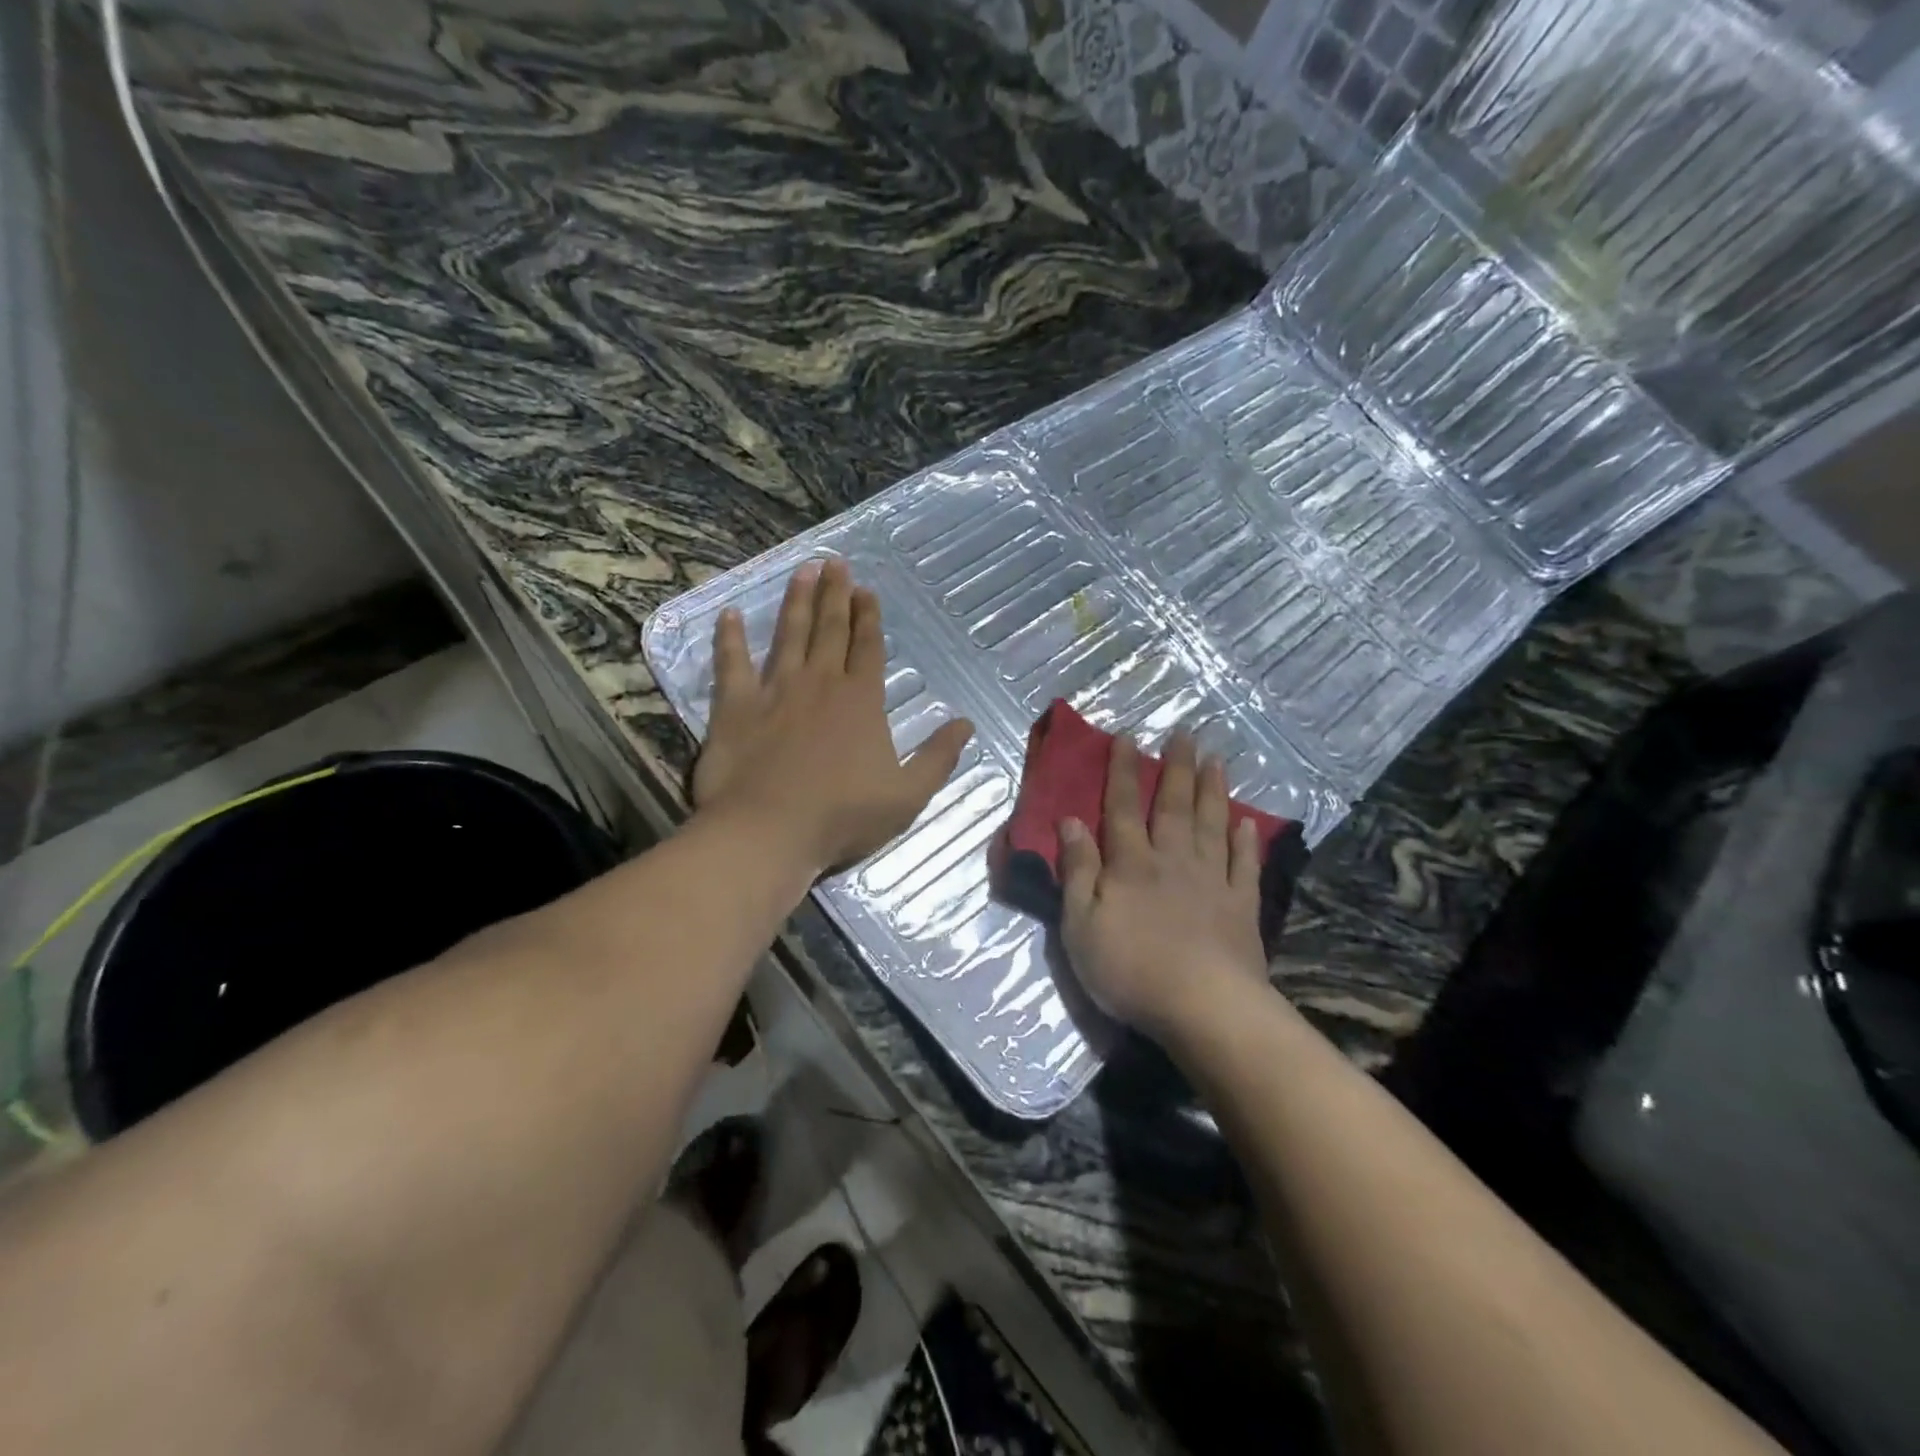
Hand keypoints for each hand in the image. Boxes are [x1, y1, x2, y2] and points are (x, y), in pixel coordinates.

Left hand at [691, 558, 973, 877]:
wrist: (770, 831)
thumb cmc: (843, 816)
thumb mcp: (908, 795)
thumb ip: (938, 757)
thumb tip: (966, 723)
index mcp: (861, 701)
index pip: (869, 648)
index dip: (869, 618)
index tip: (867, 590)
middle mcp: (820, 684)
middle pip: (830, 630)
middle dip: (836, 595)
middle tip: (835, 563)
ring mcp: (774, 691)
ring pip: (789, 635)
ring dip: (797, 602)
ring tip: (803, 571)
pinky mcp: (735, 707)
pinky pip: (731, 664)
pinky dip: (729, 638)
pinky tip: (729, 614)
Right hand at [1058, 731, 1269, 1039]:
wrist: (1203, 1006)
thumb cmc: (1130, 969)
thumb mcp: (1080, 924)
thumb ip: (1077, 870)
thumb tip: (1070, 820)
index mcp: (1131, 864)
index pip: (1121, 807)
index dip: (1122, 771)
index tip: (1127, 737)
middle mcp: (1172, 860)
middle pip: (1173, 806)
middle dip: (1175, 768)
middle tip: (1184, 734)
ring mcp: (1211, 880)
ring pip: (1211, 824)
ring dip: (1212, 791)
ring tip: (1216, 760)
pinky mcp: (1241, 906)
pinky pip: (1243, 864)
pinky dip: (1245, 841)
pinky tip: (1247, 822)